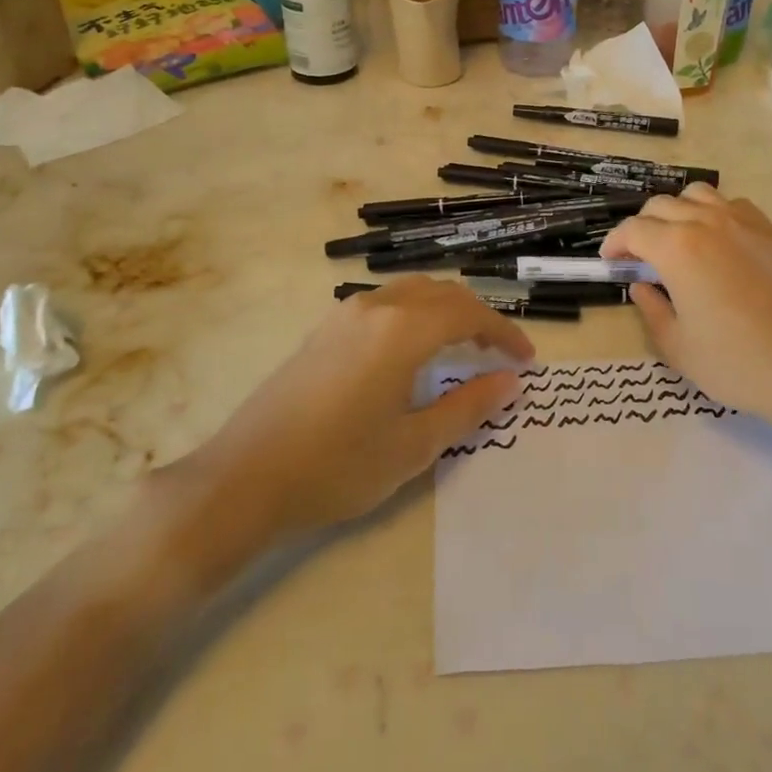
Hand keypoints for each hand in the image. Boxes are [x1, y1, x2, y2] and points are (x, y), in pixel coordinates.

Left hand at [177, 278, 533, 538]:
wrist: (244, 478)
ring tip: (463, 348)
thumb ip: (467, 407)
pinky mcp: (325, 330)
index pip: (469, 314)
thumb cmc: (337, 467)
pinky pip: (385, 304)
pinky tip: (414, 352)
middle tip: (501, 353)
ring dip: (445, 311)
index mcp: (403, 330)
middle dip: (478, 317)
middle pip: (442, 293)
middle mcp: (377, 307)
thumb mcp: (413, 445)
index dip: (504, 332)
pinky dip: (415, 315)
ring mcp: (345, 314)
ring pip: (412, 292)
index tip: (527, 359)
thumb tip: (510, 382)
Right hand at [601, 185, 771, 438]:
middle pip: (661, 205)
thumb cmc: (738, 363)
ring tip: (678, 242)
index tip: (611, 262)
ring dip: (678, 211)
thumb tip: (642, 287)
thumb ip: (651, 310)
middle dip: (642, 227)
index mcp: (677, 248)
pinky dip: (714, 214)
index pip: (633, 230)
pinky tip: (719, 244)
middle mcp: (707, 223)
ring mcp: (744, 223)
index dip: (615, 243)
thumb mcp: (678, 347)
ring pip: (698, 195)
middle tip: (640, 257)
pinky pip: (733, 205)